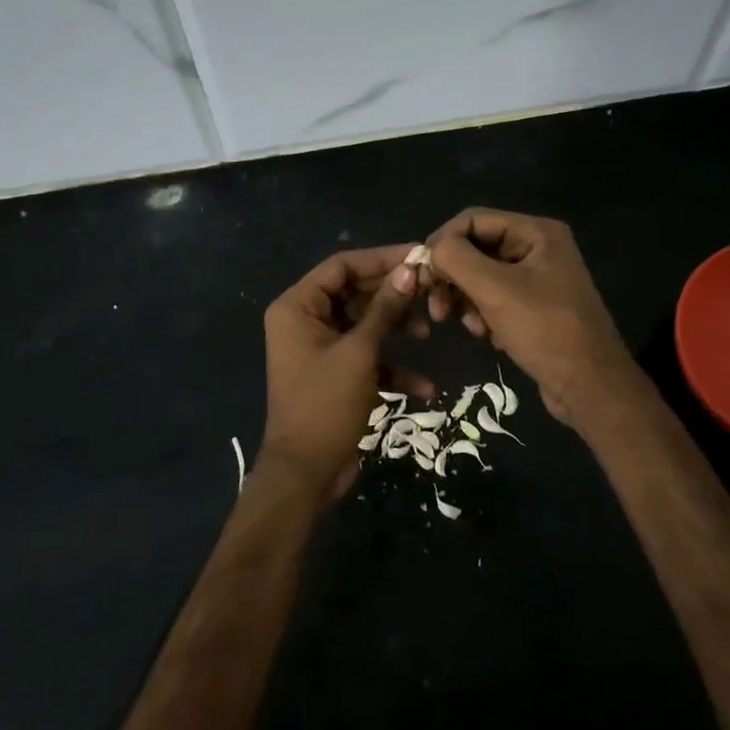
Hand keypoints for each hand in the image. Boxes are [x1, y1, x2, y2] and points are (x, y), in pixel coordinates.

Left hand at [259, 244, 430, 497]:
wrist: (307, 473)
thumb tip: (411, 268)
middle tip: (432, 291)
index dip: (382, 258)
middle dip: (393, 295)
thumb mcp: (360, 352)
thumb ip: (385, 308)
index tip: (420, 256)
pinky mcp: (336, 373)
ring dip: (396, 328)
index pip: (342, 266)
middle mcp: (305, 320)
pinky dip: (392, 366)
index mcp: (298, 307)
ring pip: (365, 323)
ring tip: (427, 332)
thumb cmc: (326, 404)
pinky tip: (426, 386)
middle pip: (355, 292)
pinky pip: (367, 356)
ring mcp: (321, 348)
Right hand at [422, 208, 634, 425]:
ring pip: (481, 276)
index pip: (472, 220)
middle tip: (437, 310)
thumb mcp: (495, 290)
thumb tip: (431, 250)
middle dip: (453, 277)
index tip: (422, 276)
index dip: (442, 242)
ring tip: (467, 327)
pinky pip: (495, 298)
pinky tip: (485, 335)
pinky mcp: (534, 307)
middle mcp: (538, 248)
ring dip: (465, 299)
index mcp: (536, 232)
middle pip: (476, 248)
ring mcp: (538, 278)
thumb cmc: (544, 330)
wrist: (589, 385)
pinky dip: (482, 313)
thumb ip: (456, 259)